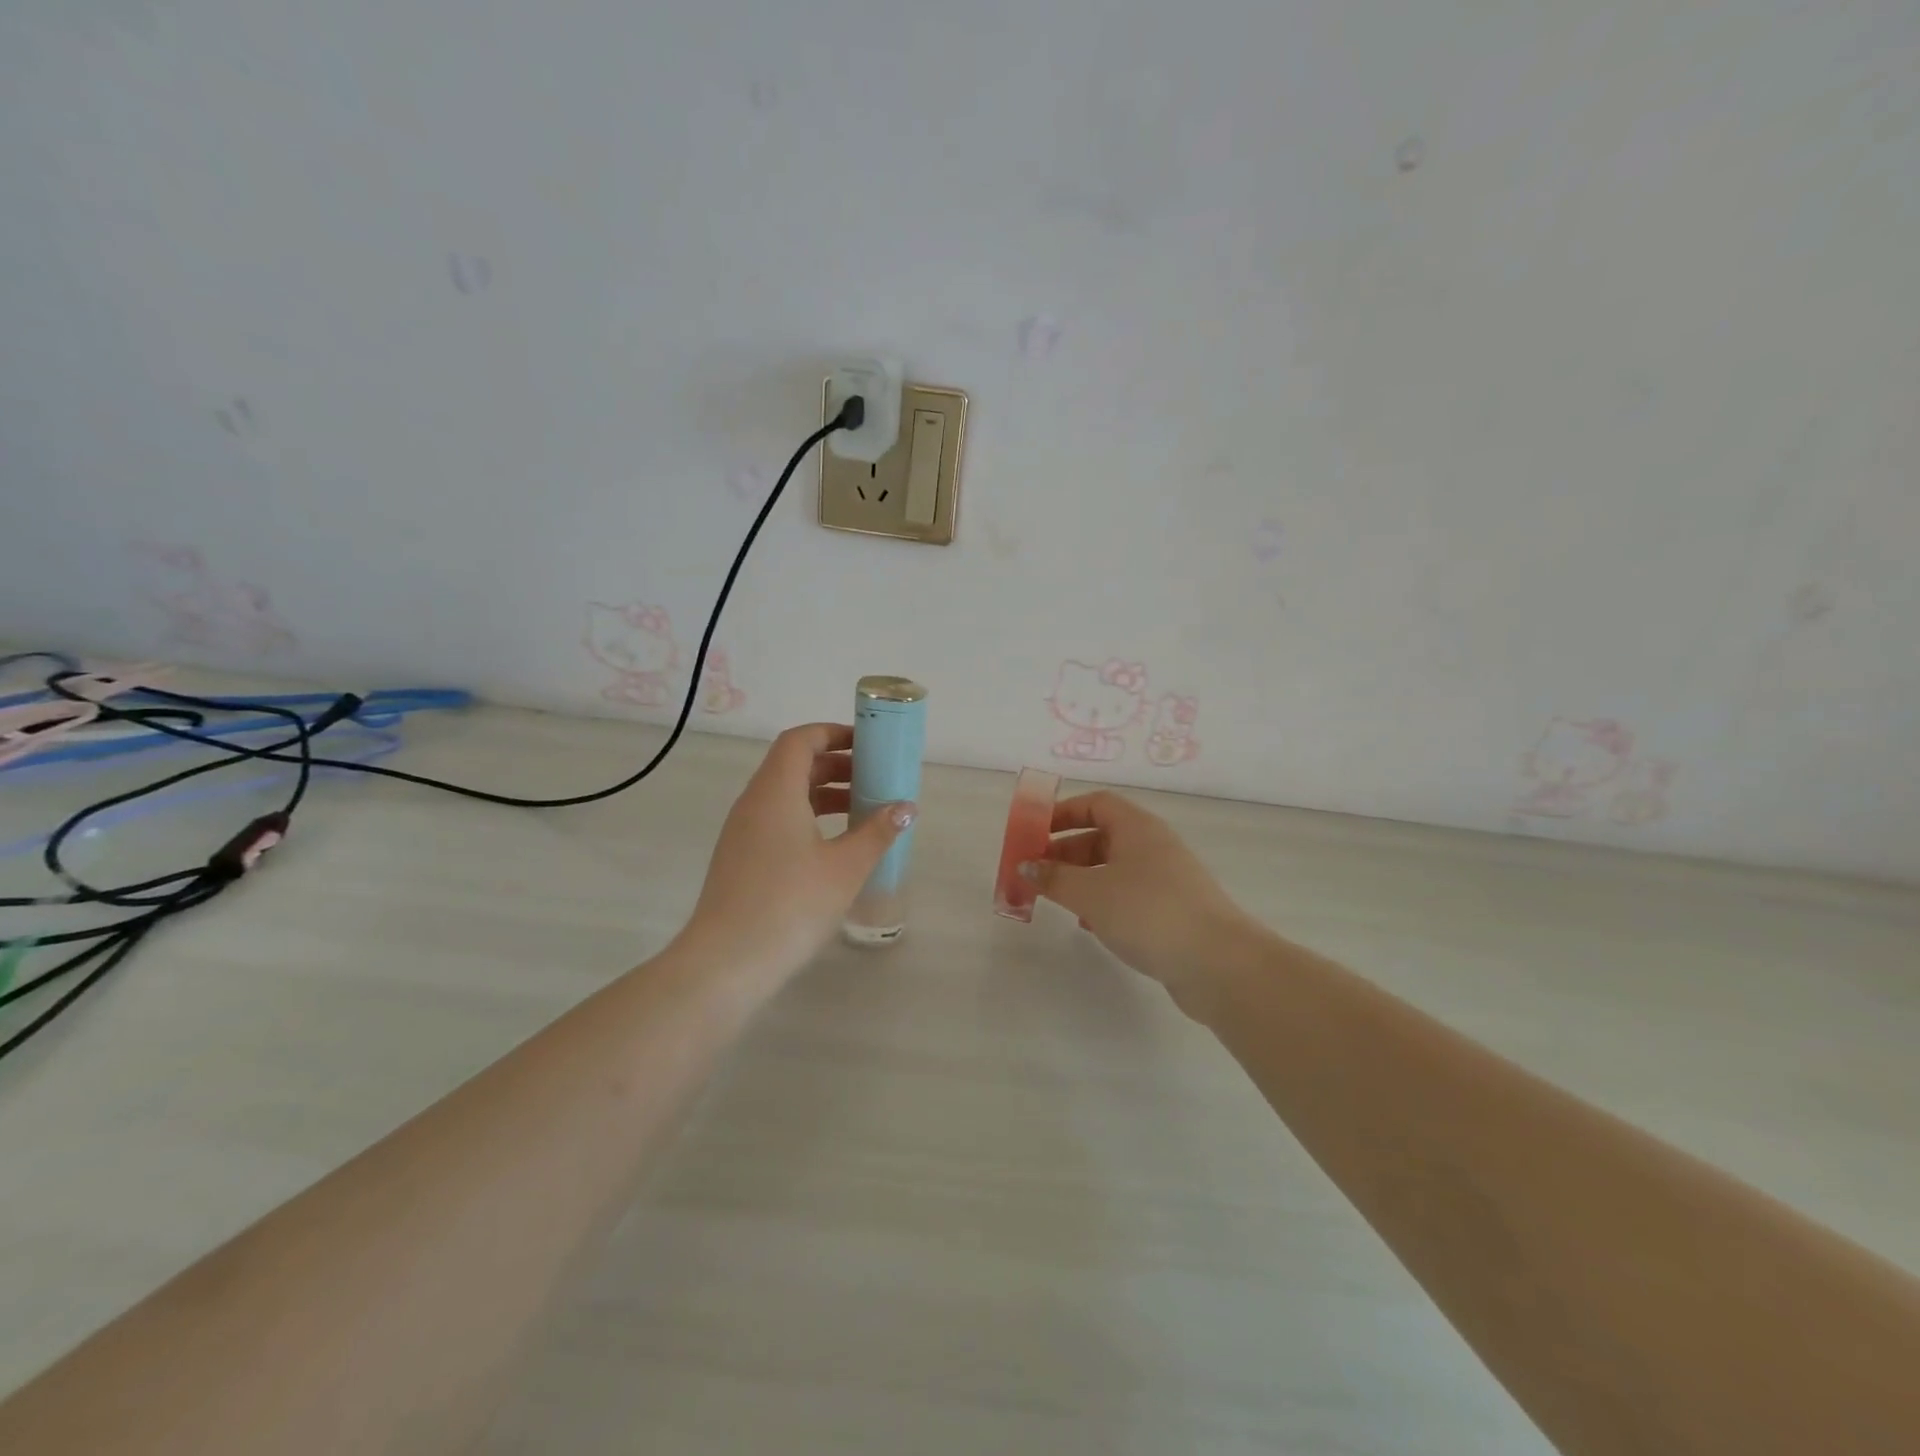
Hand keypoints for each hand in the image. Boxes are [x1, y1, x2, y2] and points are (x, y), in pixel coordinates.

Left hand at [681, 723, 914, 987]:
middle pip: (793, 765)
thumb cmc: (791, 904)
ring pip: (785, 795)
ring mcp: (742, 832)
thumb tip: (906, 806)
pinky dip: (808, 818)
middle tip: (874, 778)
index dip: (833, 734)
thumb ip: (878, 831)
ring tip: (862, 811)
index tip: (867, 744)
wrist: (727, 962)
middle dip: (835, 765)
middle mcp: (753, 803)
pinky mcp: (740, 859)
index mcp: (775, 792)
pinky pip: (777, 820)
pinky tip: (834, 846)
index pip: (800, 740)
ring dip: (823, 794)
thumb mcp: (845, 866)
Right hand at [1021, 791, 1258, 1020]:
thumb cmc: (1148, 913)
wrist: (1218, 963)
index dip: (1062, 813)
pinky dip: (1103, 902)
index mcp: (1137, 827)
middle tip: (1034, 873)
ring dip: (1081, 879)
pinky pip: (1128, 894)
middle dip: (1065, 851)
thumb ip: (1053, 878)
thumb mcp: (1090, 893)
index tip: (1033, 833)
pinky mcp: (1172, 910)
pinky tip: (1089, 925)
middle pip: (1102, 836)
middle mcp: (1154, 845)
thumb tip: (1025, 866)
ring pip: (1114, 868)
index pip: (1095, 803)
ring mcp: (1166, 878)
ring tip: (1055, 900)